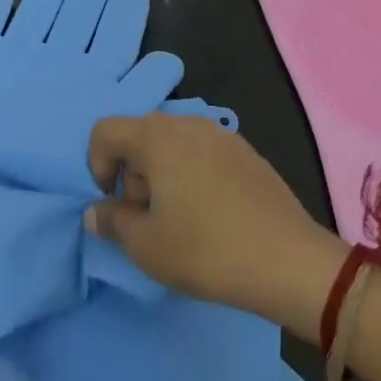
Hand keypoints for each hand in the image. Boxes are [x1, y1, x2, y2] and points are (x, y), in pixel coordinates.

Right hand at [85, 115, 345, 342]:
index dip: (96, 165)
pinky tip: (209, 214)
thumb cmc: (206, 249)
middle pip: (139, 135)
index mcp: (157, 137)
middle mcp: (186, 123)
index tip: (113, 205)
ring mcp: (219, 133)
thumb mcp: (146, 246)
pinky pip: (201, 151)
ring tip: (177, 219)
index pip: (105, 131)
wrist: (286, 258)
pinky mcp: (244, 150)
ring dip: (160, 174)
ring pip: (172, 143)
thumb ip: (113, 222)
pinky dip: (190, 173)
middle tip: (144, 219)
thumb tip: (95, 210)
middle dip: (130, 174)